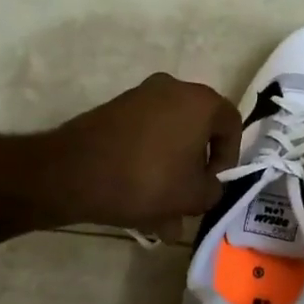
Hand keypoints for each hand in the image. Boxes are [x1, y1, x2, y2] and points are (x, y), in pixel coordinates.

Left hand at [49, 74, 241, 230]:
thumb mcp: (192, 197)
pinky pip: (144, 137)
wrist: (71, 173)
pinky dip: (147, 163)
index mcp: (201, 101)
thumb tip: (207, 187)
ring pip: (169, 138)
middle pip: (198, 131)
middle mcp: (174, 89)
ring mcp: (141, 96)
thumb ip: (213, 191)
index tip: (213, 186)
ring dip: (171, 171)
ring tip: (161, 214)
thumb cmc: (146, 180)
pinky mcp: (115, 110)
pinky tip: (138, 202)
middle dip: (196, 169)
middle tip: (188, 201)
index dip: (229, 160)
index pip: (231, 126)